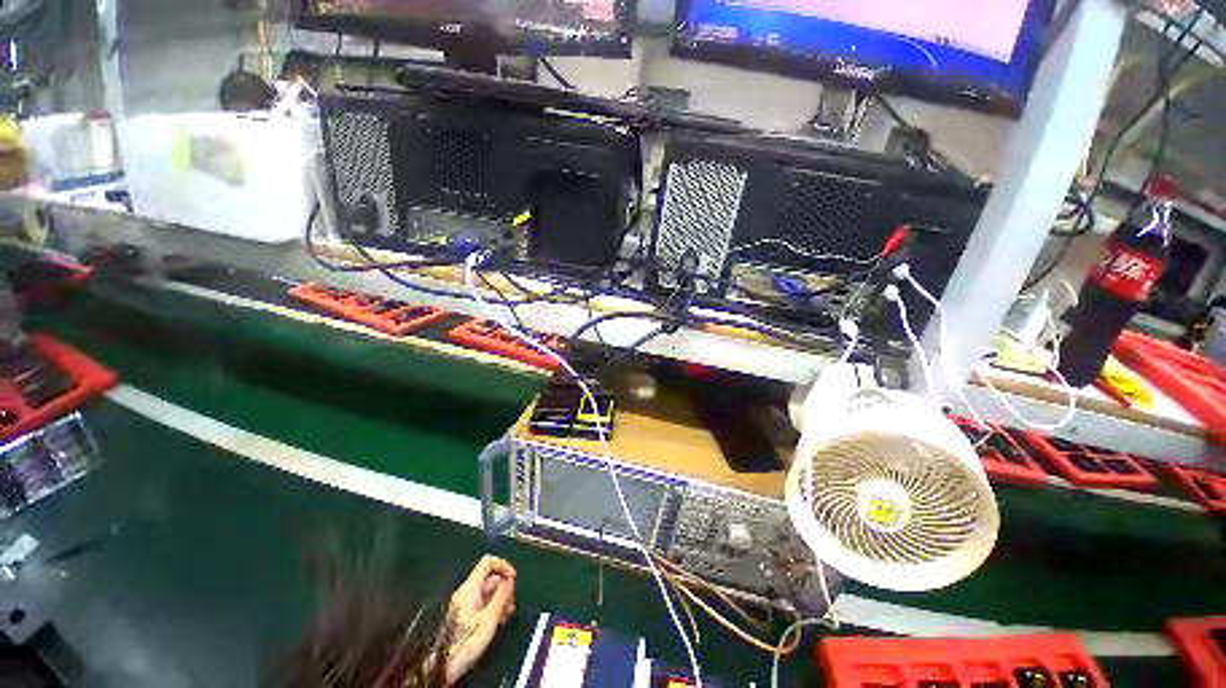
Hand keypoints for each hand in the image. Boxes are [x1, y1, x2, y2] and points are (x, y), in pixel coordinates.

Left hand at [445, 555, 516, 684]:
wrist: (441, 669)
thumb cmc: (465, 643)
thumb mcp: (488, 620)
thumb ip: (501, 597)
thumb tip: (510, 580)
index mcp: (470, 588)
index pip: (487, 562)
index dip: (503, 565)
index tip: (513, 580)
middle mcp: (465, 593)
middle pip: (489, 579)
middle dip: (504, 588)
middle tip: (512, 605)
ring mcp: (463, 605)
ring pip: (487, 593)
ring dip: (500, 600)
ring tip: (507, 616)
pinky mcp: (463, 617)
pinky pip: (482, 604)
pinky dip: (492, 608)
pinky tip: (497, 622)